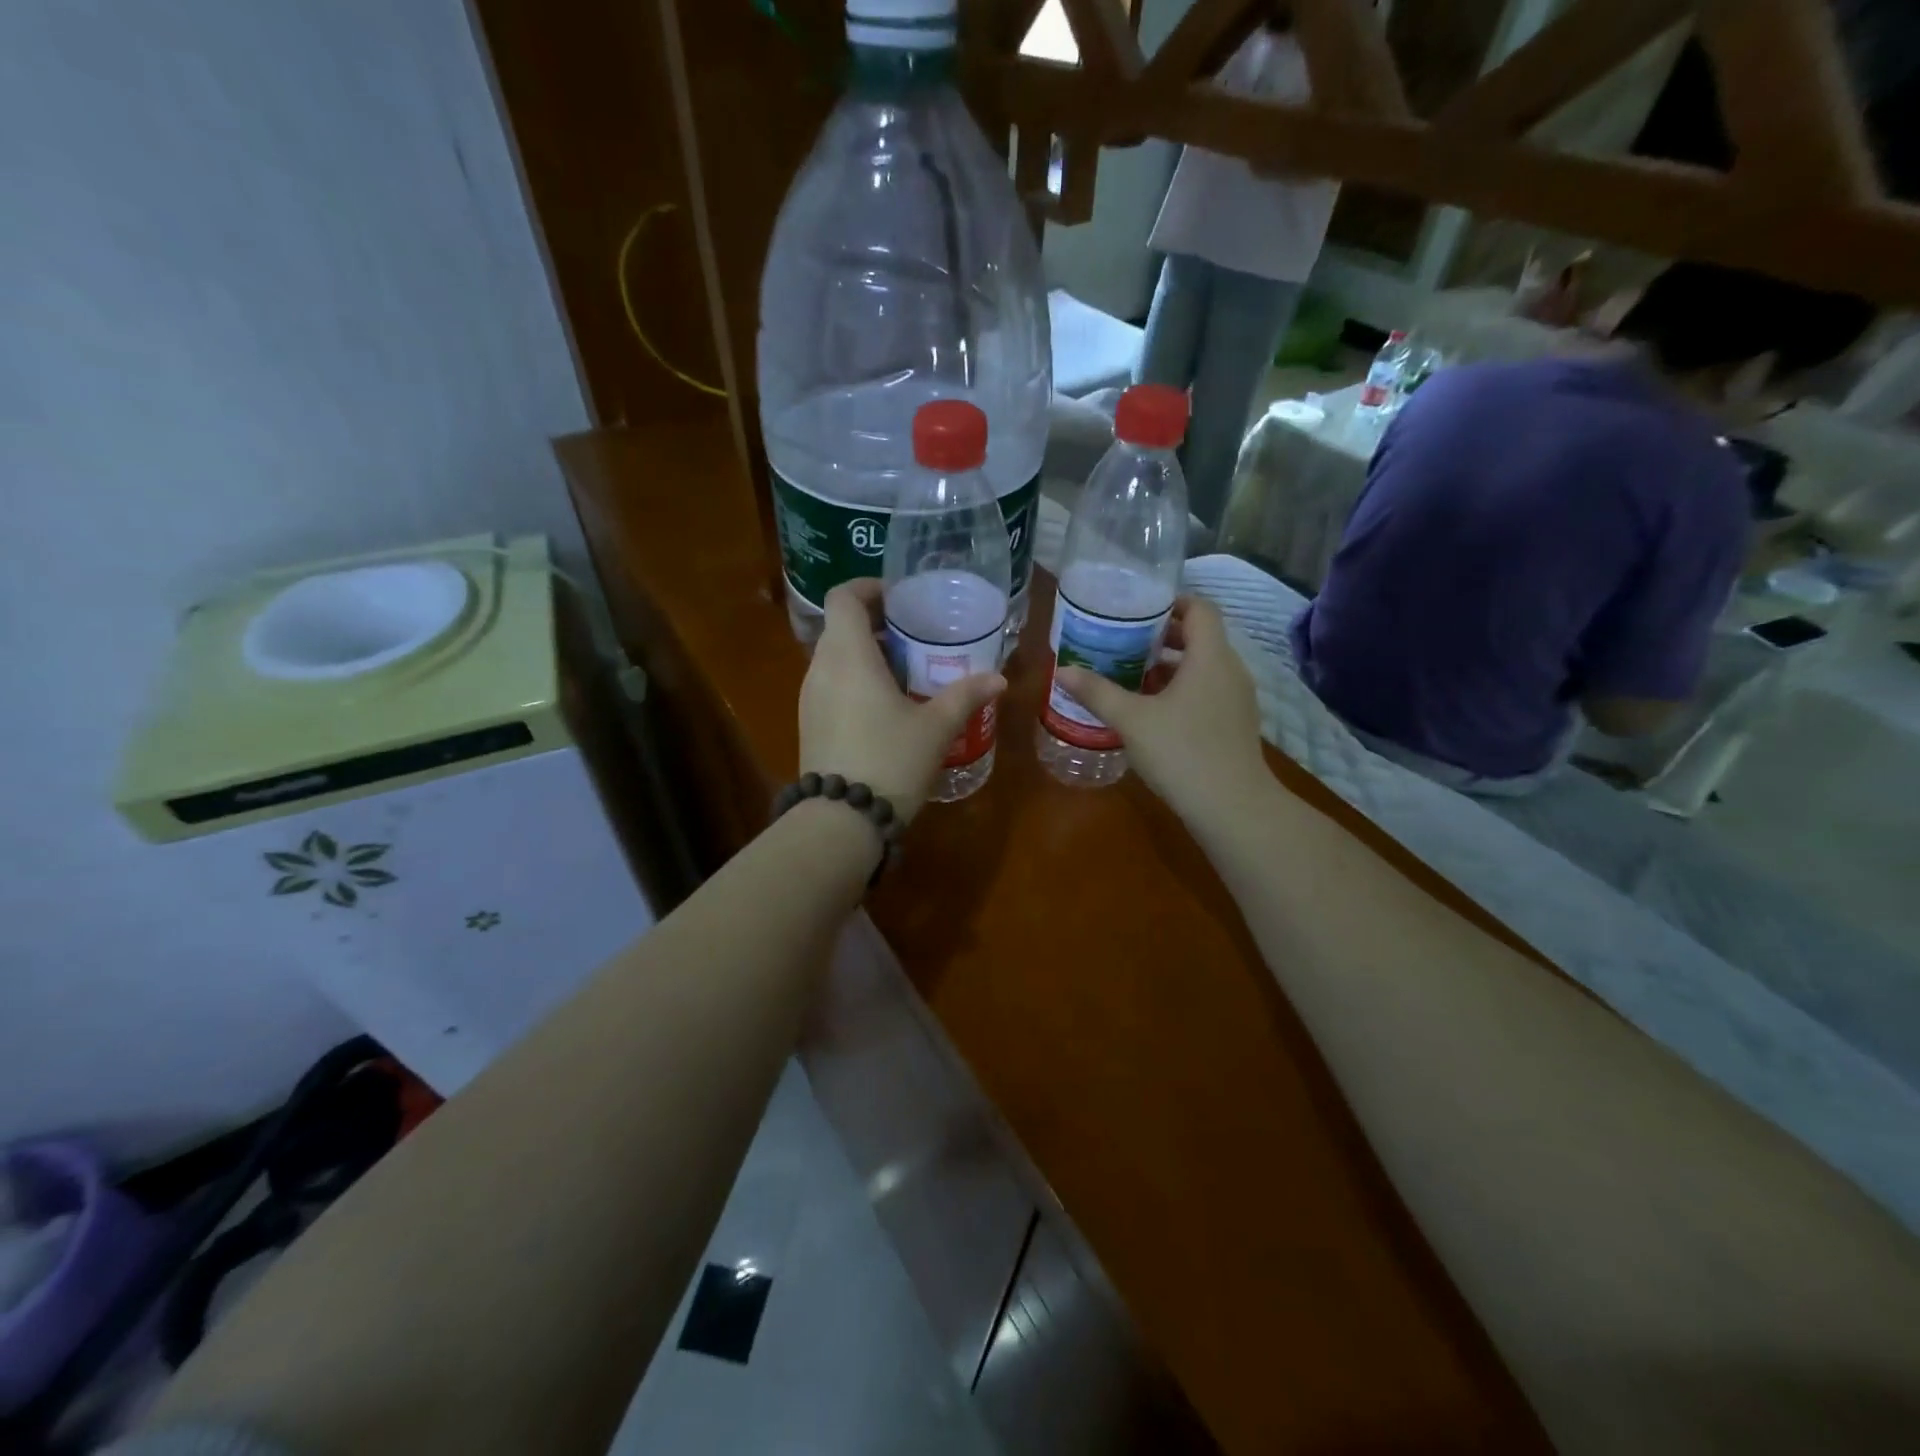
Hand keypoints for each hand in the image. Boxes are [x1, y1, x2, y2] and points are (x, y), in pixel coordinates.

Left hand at [799, 579, 1006, 821]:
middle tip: (915, 636)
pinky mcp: (810, 723)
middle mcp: (820, 669)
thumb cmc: (890, 761)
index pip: (843, 597)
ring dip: (866, 654)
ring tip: (906, 671)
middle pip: (841, 626)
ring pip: (835, 657)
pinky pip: (831, 684)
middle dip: (876, 624)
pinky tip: (886, 707)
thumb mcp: (935, 728)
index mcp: (848, 656)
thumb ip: (966, 696)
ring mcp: (810, 698)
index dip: (868, 588)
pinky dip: (856, 680)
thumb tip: (999, 679)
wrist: (841, 821)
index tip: (900, 599)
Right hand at [1055, 596, 1267, 826]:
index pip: (1200, 608)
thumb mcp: (1132, 720)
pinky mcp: (1235, 725)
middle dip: (1161, 636)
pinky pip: (1207, 691)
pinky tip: (1151, 711)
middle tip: (1123, 641)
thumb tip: (1062, 671)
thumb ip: (1097, 692)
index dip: (1170, 602)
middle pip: (1200, 637)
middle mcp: (1230, 670)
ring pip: (1202, 667)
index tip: (1137, 609)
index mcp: (1210, 657)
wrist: (1232, 808)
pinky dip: (1181, 690)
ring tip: (1130, 675)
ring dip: (1169, 666)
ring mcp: (1237, 699)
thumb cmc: (1182, 752)